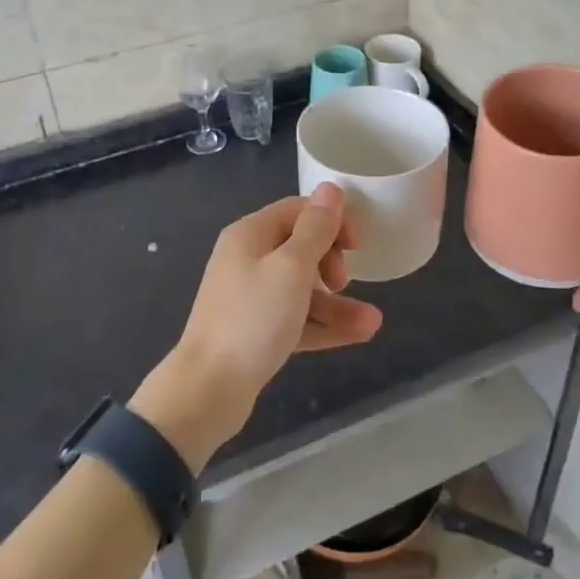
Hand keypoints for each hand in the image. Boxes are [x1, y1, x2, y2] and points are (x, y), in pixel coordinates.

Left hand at [131, 183, 382, 470]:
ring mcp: (251, 297)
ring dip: (337, 302)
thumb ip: (316, 228)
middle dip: (331, 261)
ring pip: (303, 288)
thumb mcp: (292, 268)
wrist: (208, 390)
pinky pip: (297, 317)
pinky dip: (323, 324)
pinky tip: (359, 334)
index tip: (357, 244)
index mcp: (250, 235)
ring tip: (371, 322)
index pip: (297, 210)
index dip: (331, 221)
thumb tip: (331, 188)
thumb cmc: (253, 318)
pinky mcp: (256, 331)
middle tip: (343, 282)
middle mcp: (247, 259)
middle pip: (300, 247)